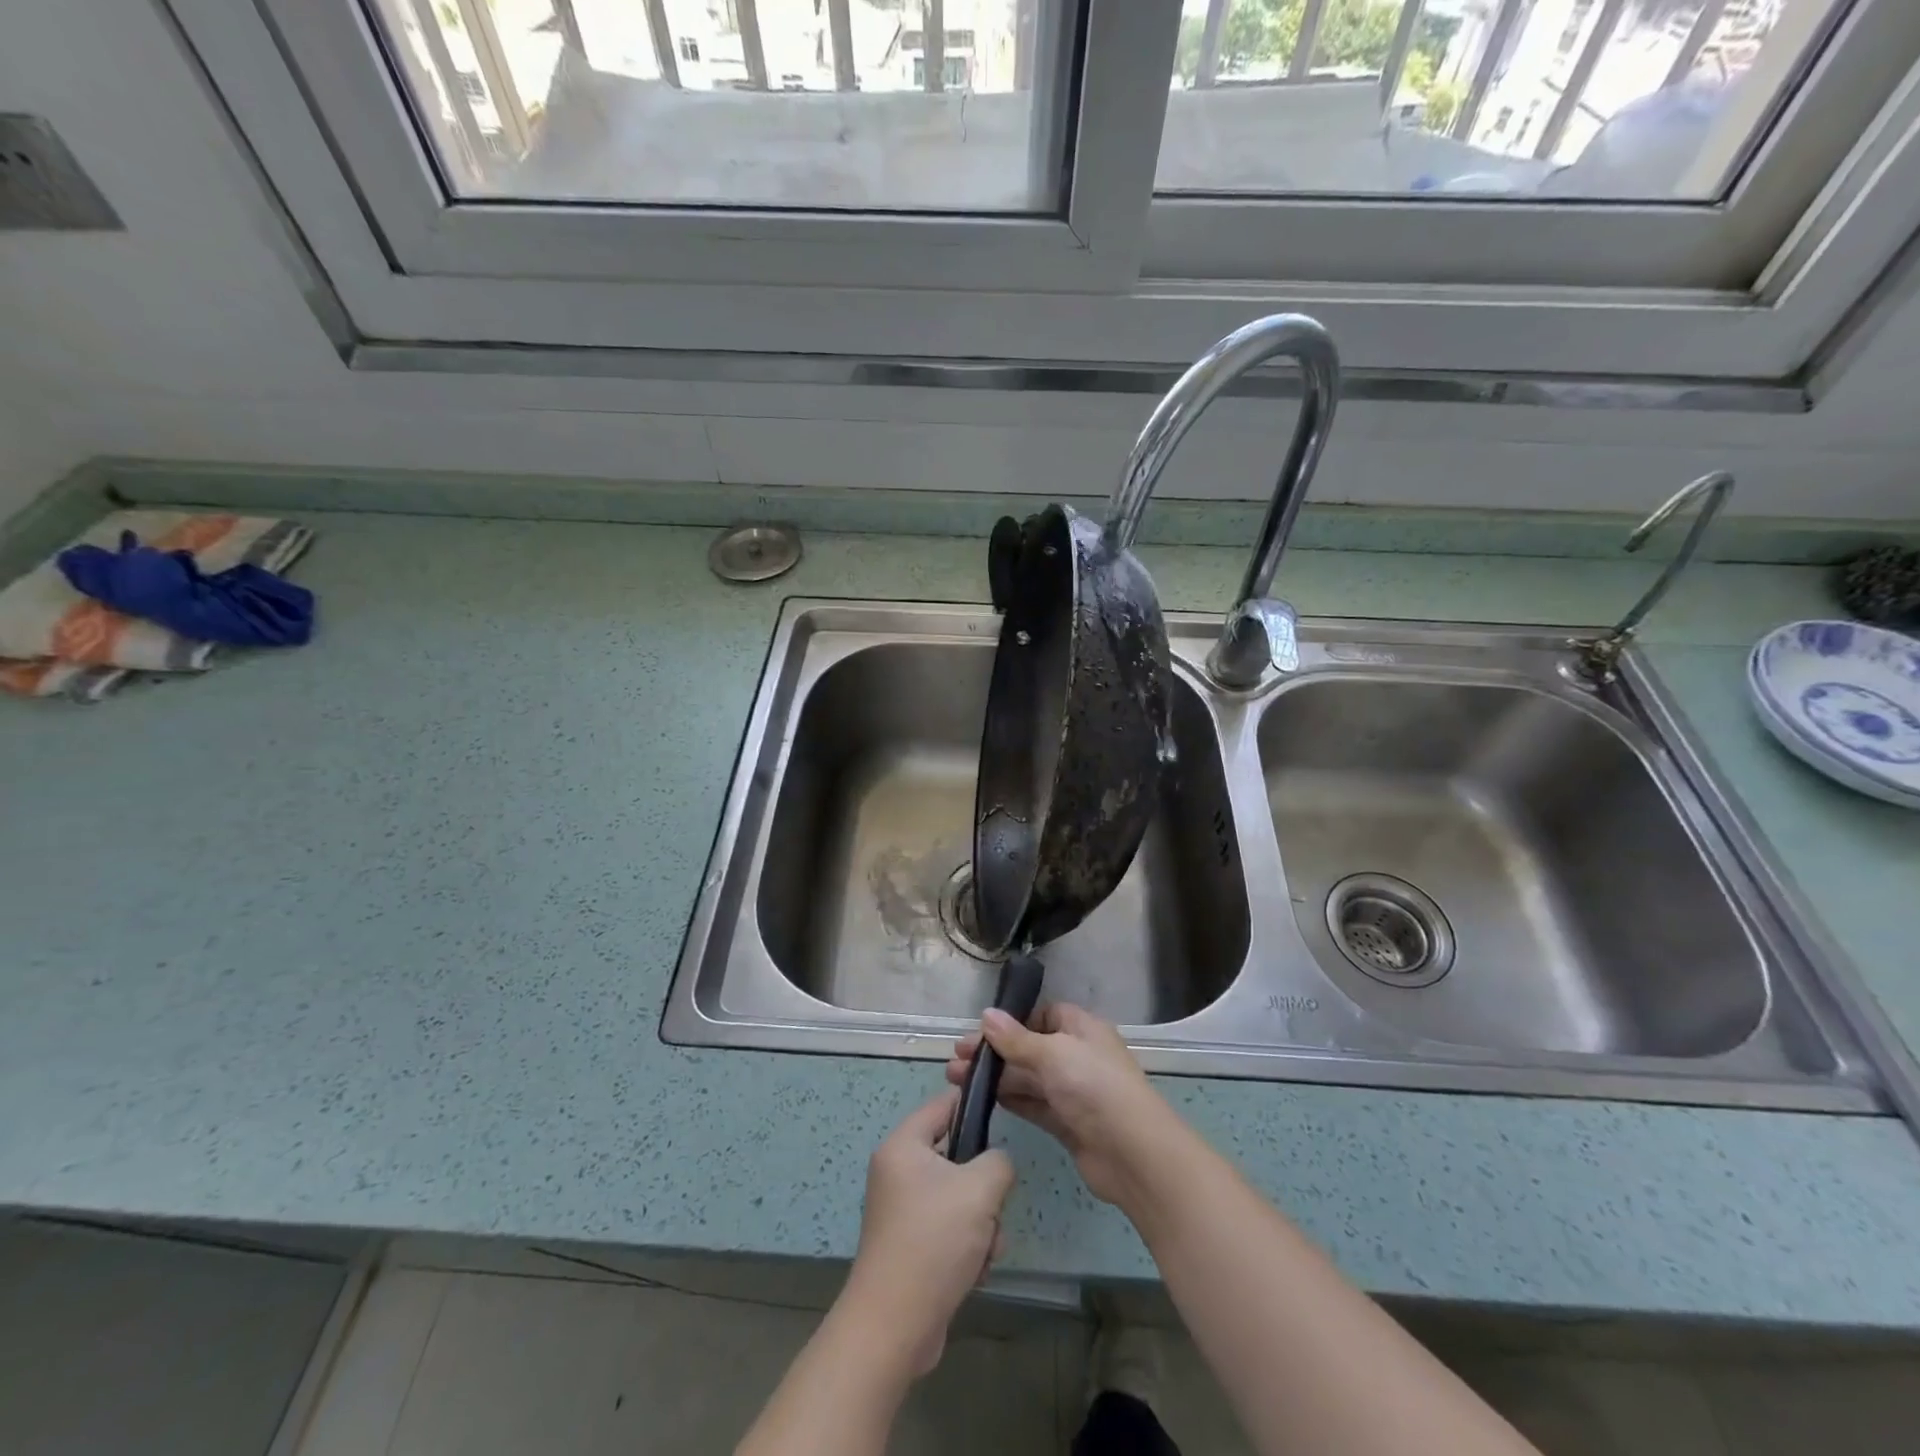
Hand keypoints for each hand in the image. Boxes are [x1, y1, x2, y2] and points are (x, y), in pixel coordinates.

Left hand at [839, 1089, 1014, 1378]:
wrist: (894, 1327)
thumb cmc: (933, 1241)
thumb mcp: (979, 1189)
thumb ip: (998, 1161)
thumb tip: (996, 1165)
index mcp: (903, 1146)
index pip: (943, 1105)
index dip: (974, 1105)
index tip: (1003, 1116)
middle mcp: (898, 1172)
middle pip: (956, 1156)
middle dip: (983, 1185)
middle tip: (992, 1205)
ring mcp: (902, 1211)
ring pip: (959, 1197)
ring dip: (981, 1223)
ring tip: (984, 1248)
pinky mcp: (910, 1246)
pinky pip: (950, 1229)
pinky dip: (968, 1246)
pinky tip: (974, 1271)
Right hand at [946, 1002, 1178, 1208]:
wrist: (1132, 1154)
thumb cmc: (1094, 1087)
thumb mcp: (1052, 1054)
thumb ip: (1016, 1039)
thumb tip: (986, 1015)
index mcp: (1081, 1029)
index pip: (1044, 1015)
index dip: (1014, 1020)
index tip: (982, 1030)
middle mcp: (1077, 1056)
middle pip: (1029, 1048)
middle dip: (995, 1052)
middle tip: (955, 1058)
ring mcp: (1072, 1092)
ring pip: (1027, 1078)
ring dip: (995, 1077)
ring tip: (954, 1080)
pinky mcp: (1067, 1124)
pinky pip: (1032, 1105)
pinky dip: (1009, 1100)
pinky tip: (981, 1100)